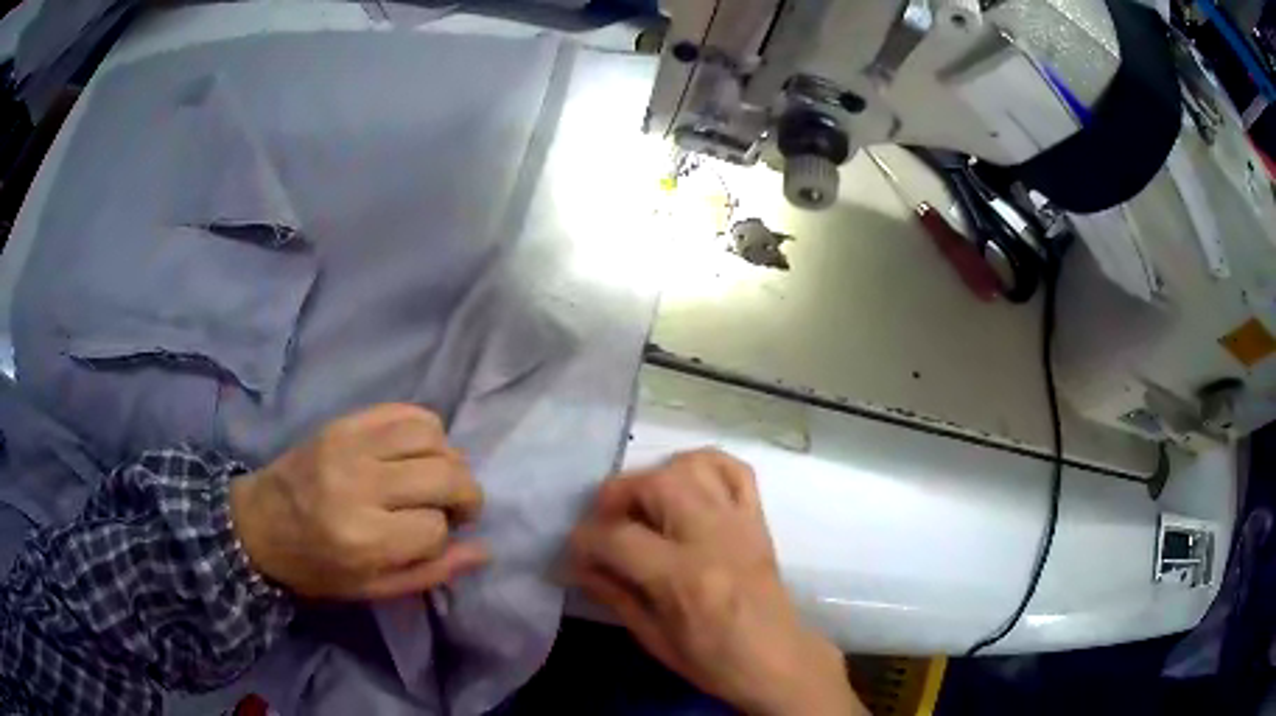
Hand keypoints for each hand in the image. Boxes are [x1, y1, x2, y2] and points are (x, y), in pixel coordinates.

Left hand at [228, 403, 487, 599]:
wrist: (259, 523)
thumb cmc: (315, 566)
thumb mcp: (371, 588)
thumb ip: (430, 573)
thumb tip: (482, 550)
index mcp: (361, 538)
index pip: (436, 527)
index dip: (443, 536)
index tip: (431, 540)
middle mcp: (358, 483)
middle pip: (444, 475)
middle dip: (465, 495)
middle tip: (455, 508)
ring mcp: (350, 444)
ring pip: (432, 436)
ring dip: (449, 460)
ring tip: (435, 479)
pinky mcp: (345, 421)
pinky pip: (406, 411)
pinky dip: (428, 431)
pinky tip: (418, 452)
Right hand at [569, 449, 865, 715]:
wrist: (775, 661)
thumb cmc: (712, 660)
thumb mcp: (651, 636)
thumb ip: (613, 592)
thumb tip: (578, 564)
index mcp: (683, 576)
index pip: (616, 537)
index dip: (583, 542)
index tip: (573, 555)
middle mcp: (712, 537)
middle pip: (654, 483)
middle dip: (615, 496)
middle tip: (603, 525)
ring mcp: (739, 523)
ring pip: (692, 466)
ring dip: (656, 476)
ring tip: (642, 506)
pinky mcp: (757, 519)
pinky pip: (734, 470)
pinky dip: (704, 466)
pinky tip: (685, 486)